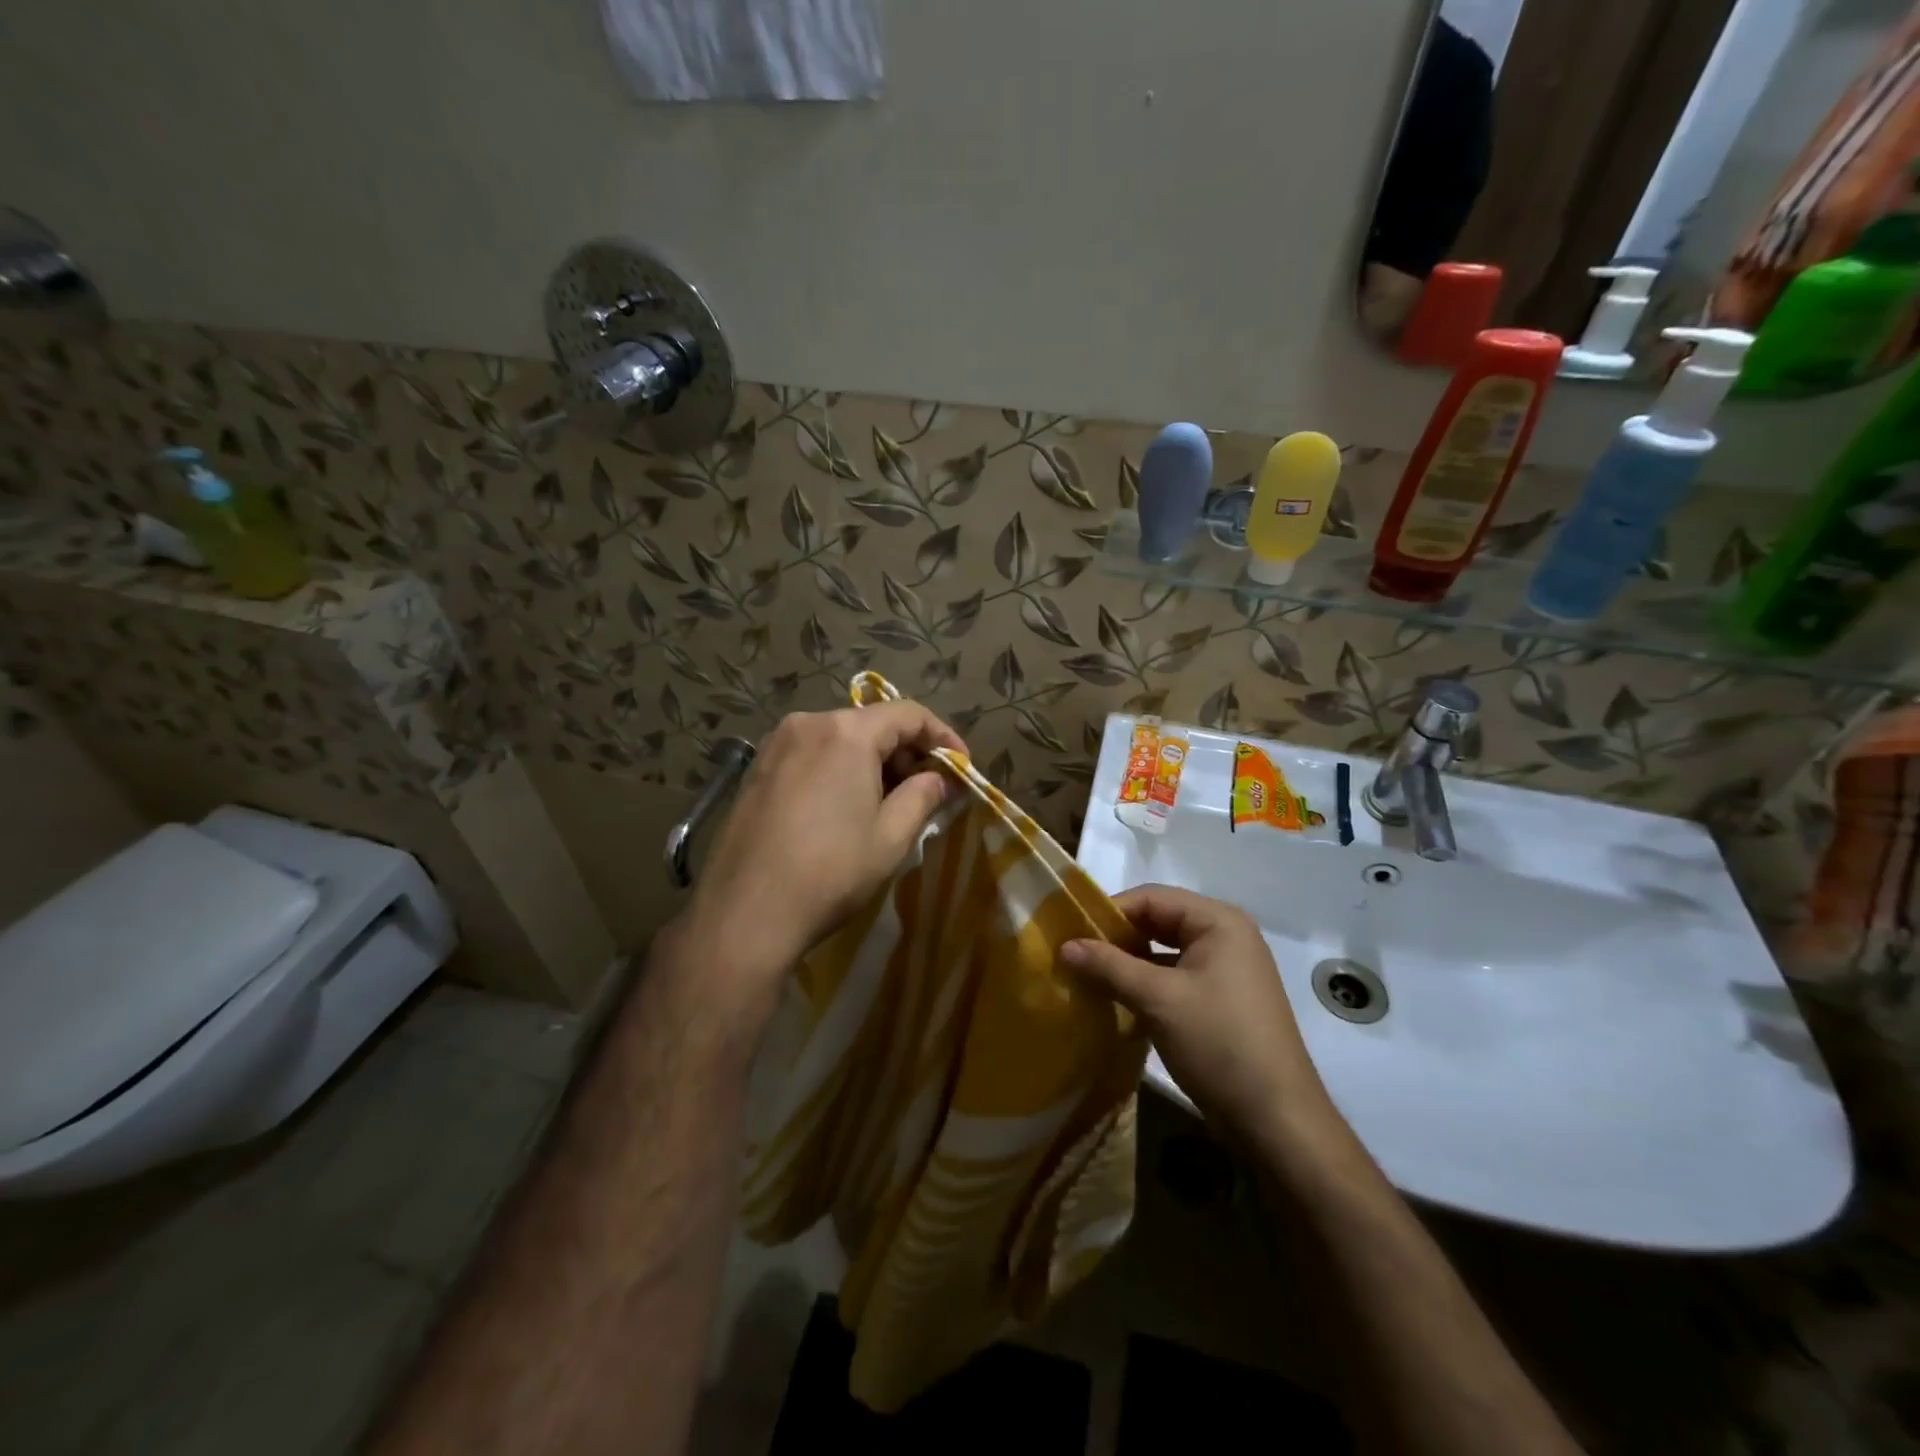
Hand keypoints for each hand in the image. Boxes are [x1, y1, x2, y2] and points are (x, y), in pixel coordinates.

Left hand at [674, 701, 965, 1019]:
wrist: (745, 913)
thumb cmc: (830, 871)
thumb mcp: (891, 836)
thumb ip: (923, 796)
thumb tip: (939, 779)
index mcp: (846, 731)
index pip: (908, 714)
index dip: (943, 737)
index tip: (962, 767)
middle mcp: (808, 723)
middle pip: (871, 723)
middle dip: (907, 752)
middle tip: (929, 789)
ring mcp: (775, 745)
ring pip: (839, 739)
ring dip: (872, 762)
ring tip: (889, 801)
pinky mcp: (755, 770)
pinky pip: (811, 755)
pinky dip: (839, 769)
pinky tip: (845, 806)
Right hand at [1061, 885, 1333, 1142]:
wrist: (1276, 1120)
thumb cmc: (1219, 1044)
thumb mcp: (1158, 1000)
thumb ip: (1109, 966)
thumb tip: (1064, 945)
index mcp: (1218, 921)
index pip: (1151, 897)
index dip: (1109, 912)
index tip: (1070, 933)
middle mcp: (1225, 936)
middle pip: (1158, 921)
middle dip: (1117, 937)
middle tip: (1074, 955)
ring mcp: (1226, 969)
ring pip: (1164, 951)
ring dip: (1128, 962)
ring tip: (1088, 977)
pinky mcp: (1221, 1000)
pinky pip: (1174, 977)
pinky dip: (1146, 983)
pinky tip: (1116, 1000)